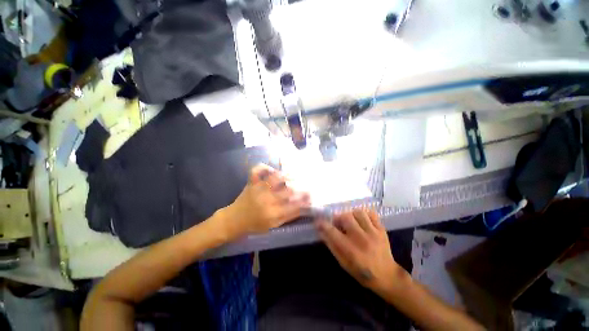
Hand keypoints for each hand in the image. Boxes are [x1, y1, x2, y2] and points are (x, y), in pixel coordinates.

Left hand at [220, 164, 310, 238]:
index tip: (312, 196)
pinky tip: (271, 169)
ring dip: (286, 175)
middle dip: (300, 187)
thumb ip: (288, 216)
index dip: (305, 200)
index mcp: (273, 213)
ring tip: (294, 174)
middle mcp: (267, 200)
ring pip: (275, 178)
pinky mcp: (252, 183)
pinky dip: (263, 167)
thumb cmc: (254, 225)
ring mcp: (258, 189)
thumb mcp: (273, 225)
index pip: (294, 205)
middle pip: (288, 191)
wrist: (234, 220)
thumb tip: (302, 208)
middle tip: (307, 184)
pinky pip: (256, 171)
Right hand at [316, 209, 407, 294]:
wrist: (387, 276)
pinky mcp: (382, 230)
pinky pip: (371, 214)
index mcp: (350, 250)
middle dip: (338, 218)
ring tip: (351, 221)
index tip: (318, 221)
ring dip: (351, 214)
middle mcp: (361, 239)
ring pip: (358, 212)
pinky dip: (364, 214)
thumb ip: (332, 246)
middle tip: (339, 223)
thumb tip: (321, 232)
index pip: (332, 232)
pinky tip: (362, 221)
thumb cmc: (362, 272)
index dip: (323, 224)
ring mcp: (373, 233)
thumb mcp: (343, 263)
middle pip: (346, 217)